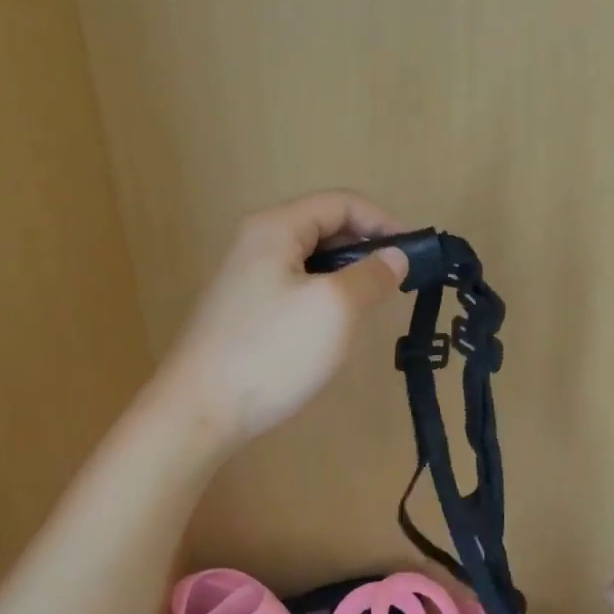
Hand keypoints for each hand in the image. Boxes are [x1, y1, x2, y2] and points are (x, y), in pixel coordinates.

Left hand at [151, 189, 410, 455]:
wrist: (200, 411)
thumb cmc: (272, 352)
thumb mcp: (334, 308)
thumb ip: (371, 275)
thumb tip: (396, 256)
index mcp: (275, 227)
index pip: (340, 202)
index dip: (382, 221)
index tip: (414, 254)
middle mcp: (256, 242)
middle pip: (323, 227)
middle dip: (365, 247)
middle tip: (396, 282)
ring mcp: (245, 278)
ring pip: (310, 260)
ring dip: (346, 274)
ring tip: (371, 305)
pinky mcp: (243, 310)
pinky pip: (294, 287)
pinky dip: (323, 295)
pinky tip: (334, 326)